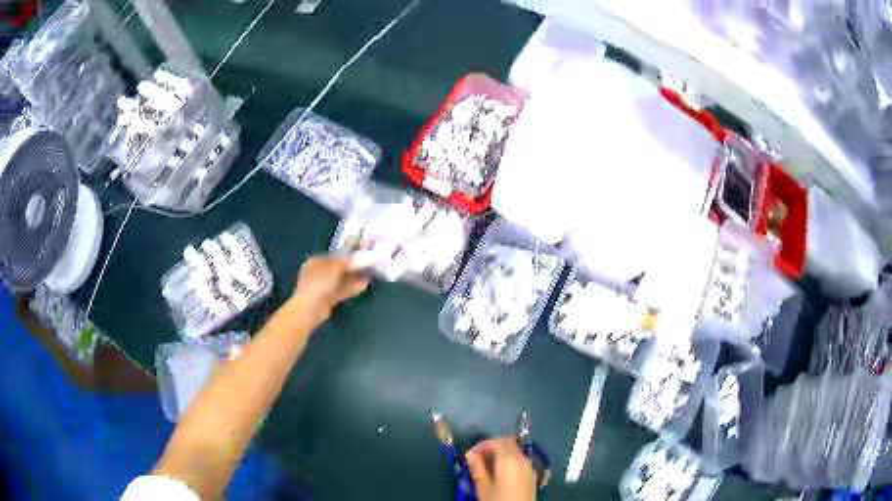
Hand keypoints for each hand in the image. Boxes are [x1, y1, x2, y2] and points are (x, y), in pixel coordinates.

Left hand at [288, 256, 369, 325]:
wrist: (311, 308)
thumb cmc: (319, 283)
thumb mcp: (334, 268)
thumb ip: (345, 262)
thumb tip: (354, 257)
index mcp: (314, 262)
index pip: (332, 257)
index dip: (346, 256)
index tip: (358, 255)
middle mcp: (317, 274)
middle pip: (337, 269)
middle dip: (351, 268)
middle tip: (365, 265)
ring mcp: (322, 287)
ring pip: (340, 281)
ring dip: (353, 278)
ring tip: (368, 274)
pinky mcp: (328, 299)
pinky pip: (341, 291)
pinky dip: (351, 288)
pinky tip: (363, 285)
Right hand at [465, 437, 536, 500]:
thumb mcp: (483, 487)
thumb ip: (477, 468)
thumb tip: (470, 455)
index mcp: (509, 459)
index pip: (496, 442)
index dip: (482, 445)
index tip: (469, 455)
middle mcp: (522, 459)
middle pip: (508, 444)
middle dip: (491, 447)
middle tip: (476, 459)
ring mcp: (529, 467)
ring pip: (514, 452)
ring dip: (500, 454)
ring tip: (485, 467)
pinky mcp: (531, 476)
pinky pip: (519, 461)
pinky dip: (508, 461)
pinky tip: (498, 473)